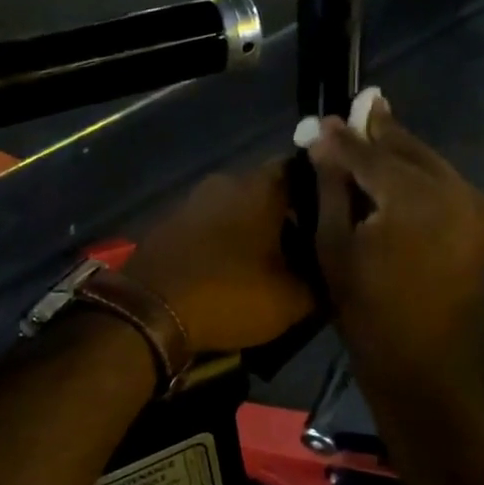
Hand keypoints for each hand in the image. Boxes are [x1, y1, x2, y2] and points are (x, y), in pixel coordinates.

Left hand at [125, 162, 315, 353]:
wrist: (149, 312)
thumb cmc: (229, 294)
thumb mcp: (292, 300)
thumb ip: (321, 281)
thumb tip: (333, 273)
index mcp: (261, 186)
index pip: (305, 172)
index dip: (323, 195)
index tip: (334, 221)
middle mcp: (226, 181)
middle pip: (269, 192)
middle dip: (287, 218)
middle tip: (305, 251)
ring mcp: (192, 201)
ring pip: (236, 209)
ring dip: (252, 231)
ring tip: (268, 266)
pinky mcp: (169, 224)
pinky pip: (209, 226)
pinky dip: (223, 243)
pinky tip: (230, 271)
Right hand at [307, 104, 483, 385]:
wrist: (427, 366)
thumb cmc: (368, 313)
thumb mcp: (334, 248)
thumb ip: (331, 187)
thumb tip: (323, 141)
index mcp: (415, 198)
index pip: (370, 154)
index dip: (343, 138)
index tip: (322, 119)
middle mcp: (456, 189)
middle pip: (408, 150)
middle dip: (379, 132)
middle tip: (358, 107)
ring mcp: (478, 205)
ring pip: (430, 163)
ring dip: (400, 151)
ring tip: (373, 130)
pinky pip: (446, 184)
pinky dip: (420, 175)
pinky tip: (398, 168)